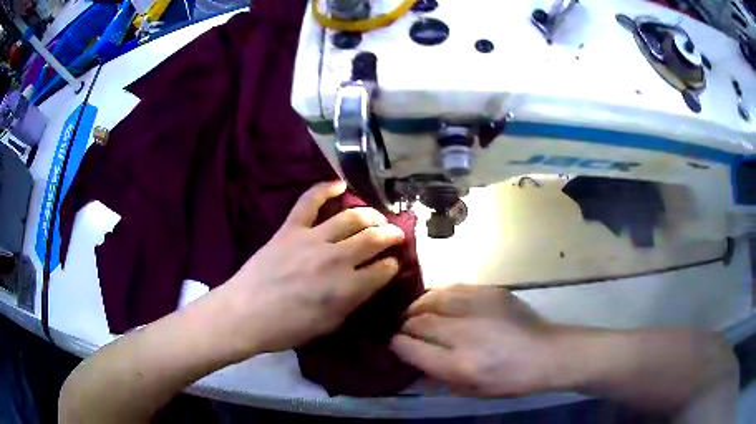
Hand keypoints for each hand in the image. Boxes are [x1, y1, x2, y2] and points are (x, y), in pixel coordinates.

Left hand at [220, 180, 404, 356]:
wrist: (244, 314)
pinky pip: (310, 201)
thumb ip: (353, 302)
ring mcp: (312, 239)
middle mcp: (336, 259)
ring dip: (370, 214)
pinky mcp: (290, 228)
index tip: (393, 264)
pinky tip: (340, 184)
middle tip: (396, 234)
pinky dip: (325, 188)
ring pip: (351, 217)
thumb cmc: (287, 328)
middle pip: (374, 238)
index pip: (384, 269)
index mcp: (348, 288)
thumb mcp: (329, 325)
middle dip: (392, 235)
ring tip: (376, 217)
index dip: (392, 265)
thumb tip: (369, 283)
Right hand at [390, 284, 555, 396]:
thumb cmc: (509, 379)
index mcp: (459, 364)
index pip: (411, 348)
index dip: (397, 345)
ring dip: (418, 307)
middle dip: (404, 325)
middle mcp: (464, 333)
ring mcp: (478, 307)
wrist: (546, 353)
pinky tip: (438, 302)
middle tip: (403, 328)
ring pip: (432, 299)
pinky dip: (439, 296)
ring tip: (415, 312)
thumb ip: (437, 374)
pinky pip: (453, 288)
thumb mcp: (471, 390)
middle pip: (419, 322)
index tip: (394, 344)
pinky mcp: (490, 292)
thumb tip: (413, 357)